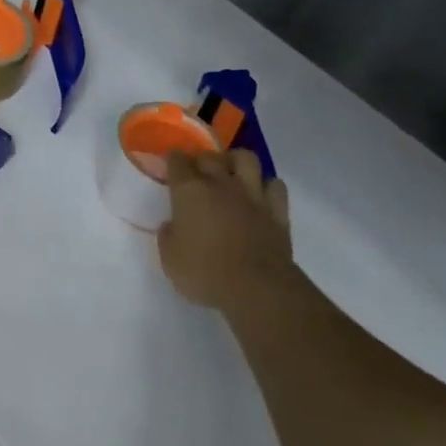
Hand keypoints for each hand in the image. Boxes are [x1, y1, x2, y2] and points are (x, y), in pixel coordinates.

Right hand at [156, 148, 291, 310]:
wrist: (256, 288)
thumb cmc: (205, 273)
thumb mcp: (170, 261)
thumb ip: (168, 237)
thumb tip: (171, 225)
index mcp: (189, 192)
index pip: (177, 162)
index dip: (173, 160)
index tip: (171, 163)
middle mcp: (220, 184)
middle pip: (209, 157)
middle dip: (201, 159)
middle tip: (197, 172)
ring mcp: (252, 194)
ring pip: (246, 159)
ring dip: (236, 161)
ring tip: (231, 172)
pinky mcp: (277, 210)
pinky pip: (275, 186)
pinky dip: (266, 186)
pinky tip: (260, 195)